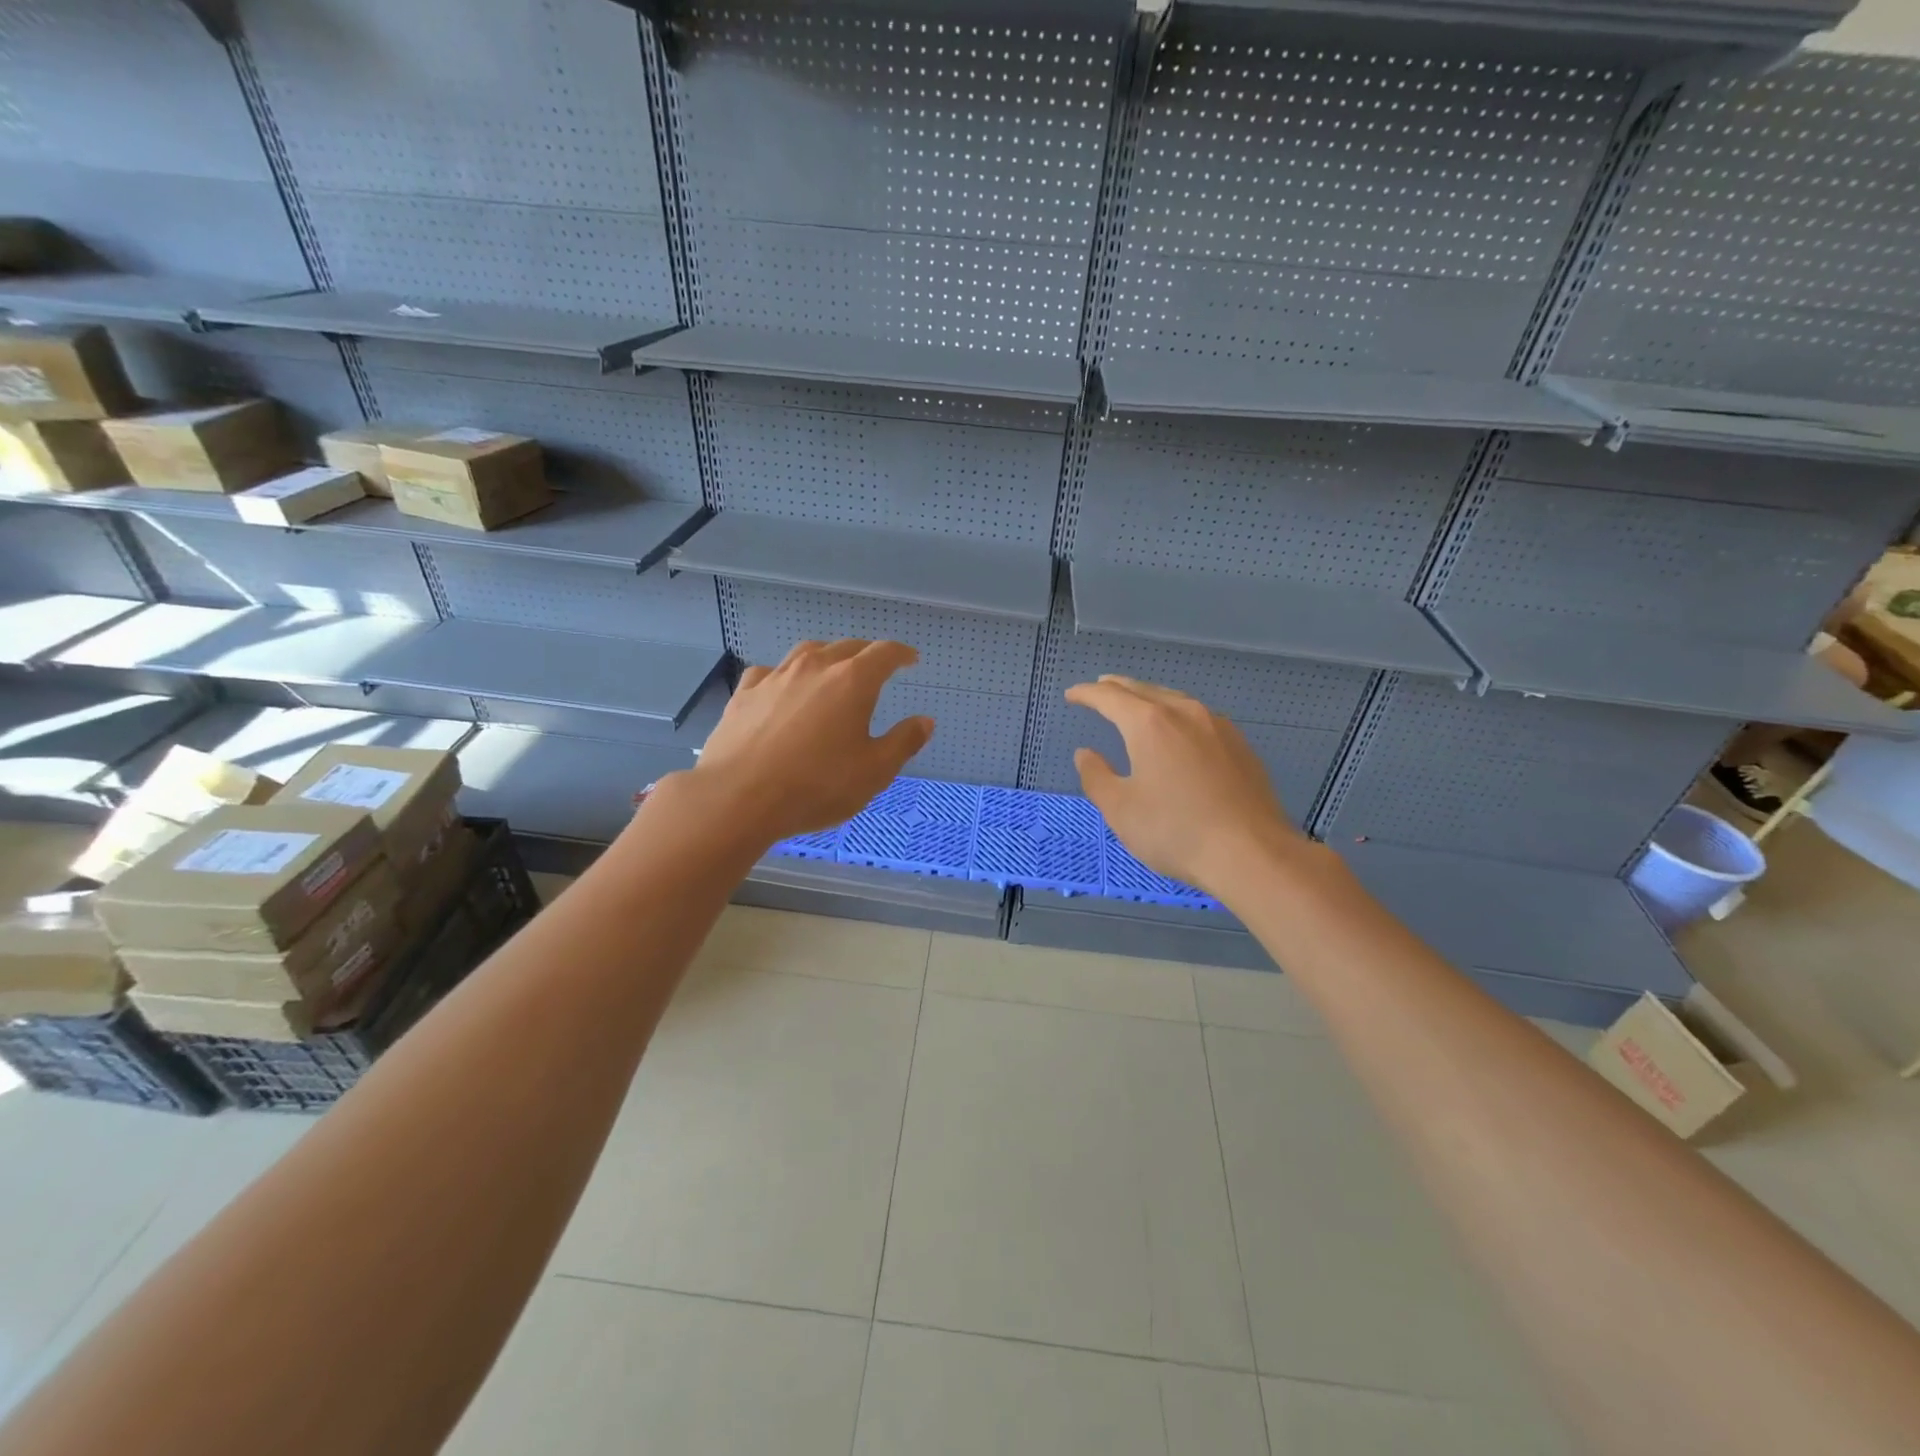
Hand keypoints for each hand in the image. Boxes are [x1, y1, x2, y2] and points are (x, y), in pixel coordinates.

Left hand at [690, 639, 933, 844]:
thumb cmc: (816, 785)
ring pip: (807, 652)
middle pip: (846, 646)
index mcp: (852, 681)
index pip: (884, 653)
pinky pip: (770, 672)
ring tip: (832, 670)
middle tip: (876, 666)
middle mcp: (814, 667)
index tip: (911, 659)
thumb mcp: (874, 772)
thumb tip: (925, 721)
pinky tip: (782, 689)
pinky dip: (785, 676)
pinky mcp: (744, 694)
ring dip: (826, 656)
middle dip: (866, 653)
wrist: (737, 797)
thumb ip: (903, 742)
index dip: (901, 653)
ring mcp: (775, 677)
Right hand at [1068, 675, 1303, 897]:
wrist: (1252, 853)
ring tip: (1136, 705)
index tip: (1071, 695)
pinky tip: (1178, 731)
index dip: (1087, 694)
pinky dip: (1176, 715)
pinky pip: (1198, 718)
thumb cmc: (1175, 831)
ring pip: (1175, 700)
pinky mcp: (1240, 745)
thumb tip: (1085, 754)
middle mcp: (1185, 713)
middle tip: (1100, 688)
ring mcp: (1218, 727)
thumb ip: (1096, 777)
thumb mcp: (1120, 809)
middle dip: (1118, 688)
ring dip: (1150, 698)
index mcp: (1150, 723)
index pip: (1110, 697)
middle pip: (1144, 690)